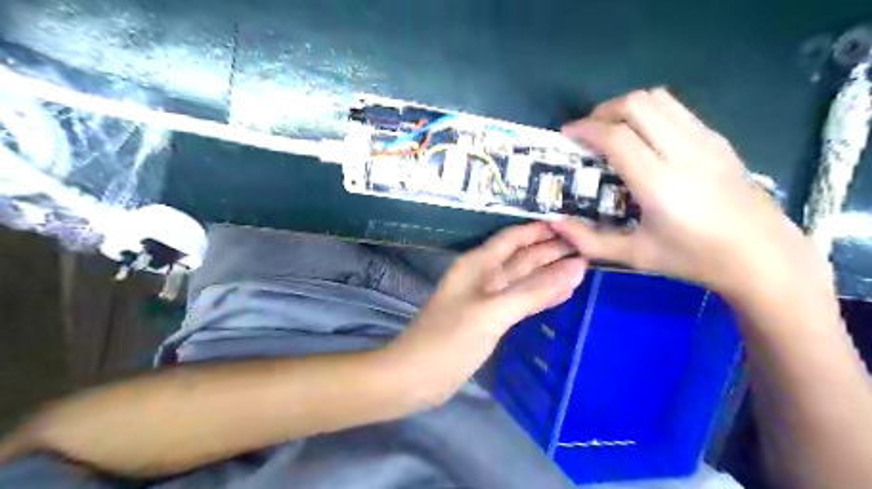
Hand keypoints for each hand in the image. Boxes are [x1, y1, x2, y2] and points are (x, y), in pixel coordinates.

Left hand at [387, 222, 583, 403]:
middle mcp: (484, 275)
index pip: (515, 237)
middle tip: (590, 247)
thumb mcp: (493, 312)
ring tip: (584, 267)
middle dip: (551, 250)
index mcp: (479, 264)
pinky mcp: (490, 318)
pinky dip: (541, 295)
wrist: (415, 377)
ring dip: (550, 272)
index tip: (576, 226)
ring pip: (523, 277)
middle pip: (522, 256)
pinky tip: (562, 294)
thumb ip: (534, 290)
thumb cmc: (449, 340)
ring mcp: (487, 298)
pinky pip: (521, 299)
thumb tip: (577, 268)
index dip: (542, 229)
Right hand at [550, 88, 830, 299]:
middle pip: (637, 104)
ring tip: (613, 130)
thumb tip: (554, 223)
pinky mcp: (718, 139)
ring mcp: (705, 141)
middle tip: (589, 133)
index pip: (616, 137)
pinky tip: (644, 137)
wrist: (761, 255)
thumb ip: (588, 240)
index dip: (585, 129)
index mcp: (659, 184)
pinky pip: (677, 109)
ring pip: (659, 98)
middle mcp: (683, 153)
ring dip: (628, 107)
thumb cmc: (694, 259)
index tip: (567, 135)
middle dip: (603, 111)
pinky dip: (651, 112)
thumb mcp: (634, 255)